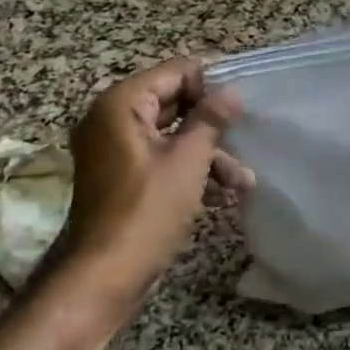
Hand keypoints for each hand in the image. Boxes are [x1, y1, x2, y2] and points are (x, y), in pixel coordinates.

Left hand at [58, 58, 253, 299]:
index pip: (175, 72)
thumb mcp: (188, 161)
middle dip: (212, 121)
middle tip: (247, 132)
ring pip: (171, 133)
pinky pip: (160, 156)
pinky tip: (223, 191)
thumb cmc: (147, 211)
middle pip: (172, 101)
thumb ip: (211, 119)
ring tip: (243, 178)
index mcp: (121, 104)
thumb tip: (232, 92)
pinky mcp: (120, 176)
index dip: (212, 83)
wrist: (102, 278)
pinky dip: (189, 167)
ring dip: (207, 151)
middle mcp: (111, 118)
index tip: (244, 101)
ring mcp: (113, 149)